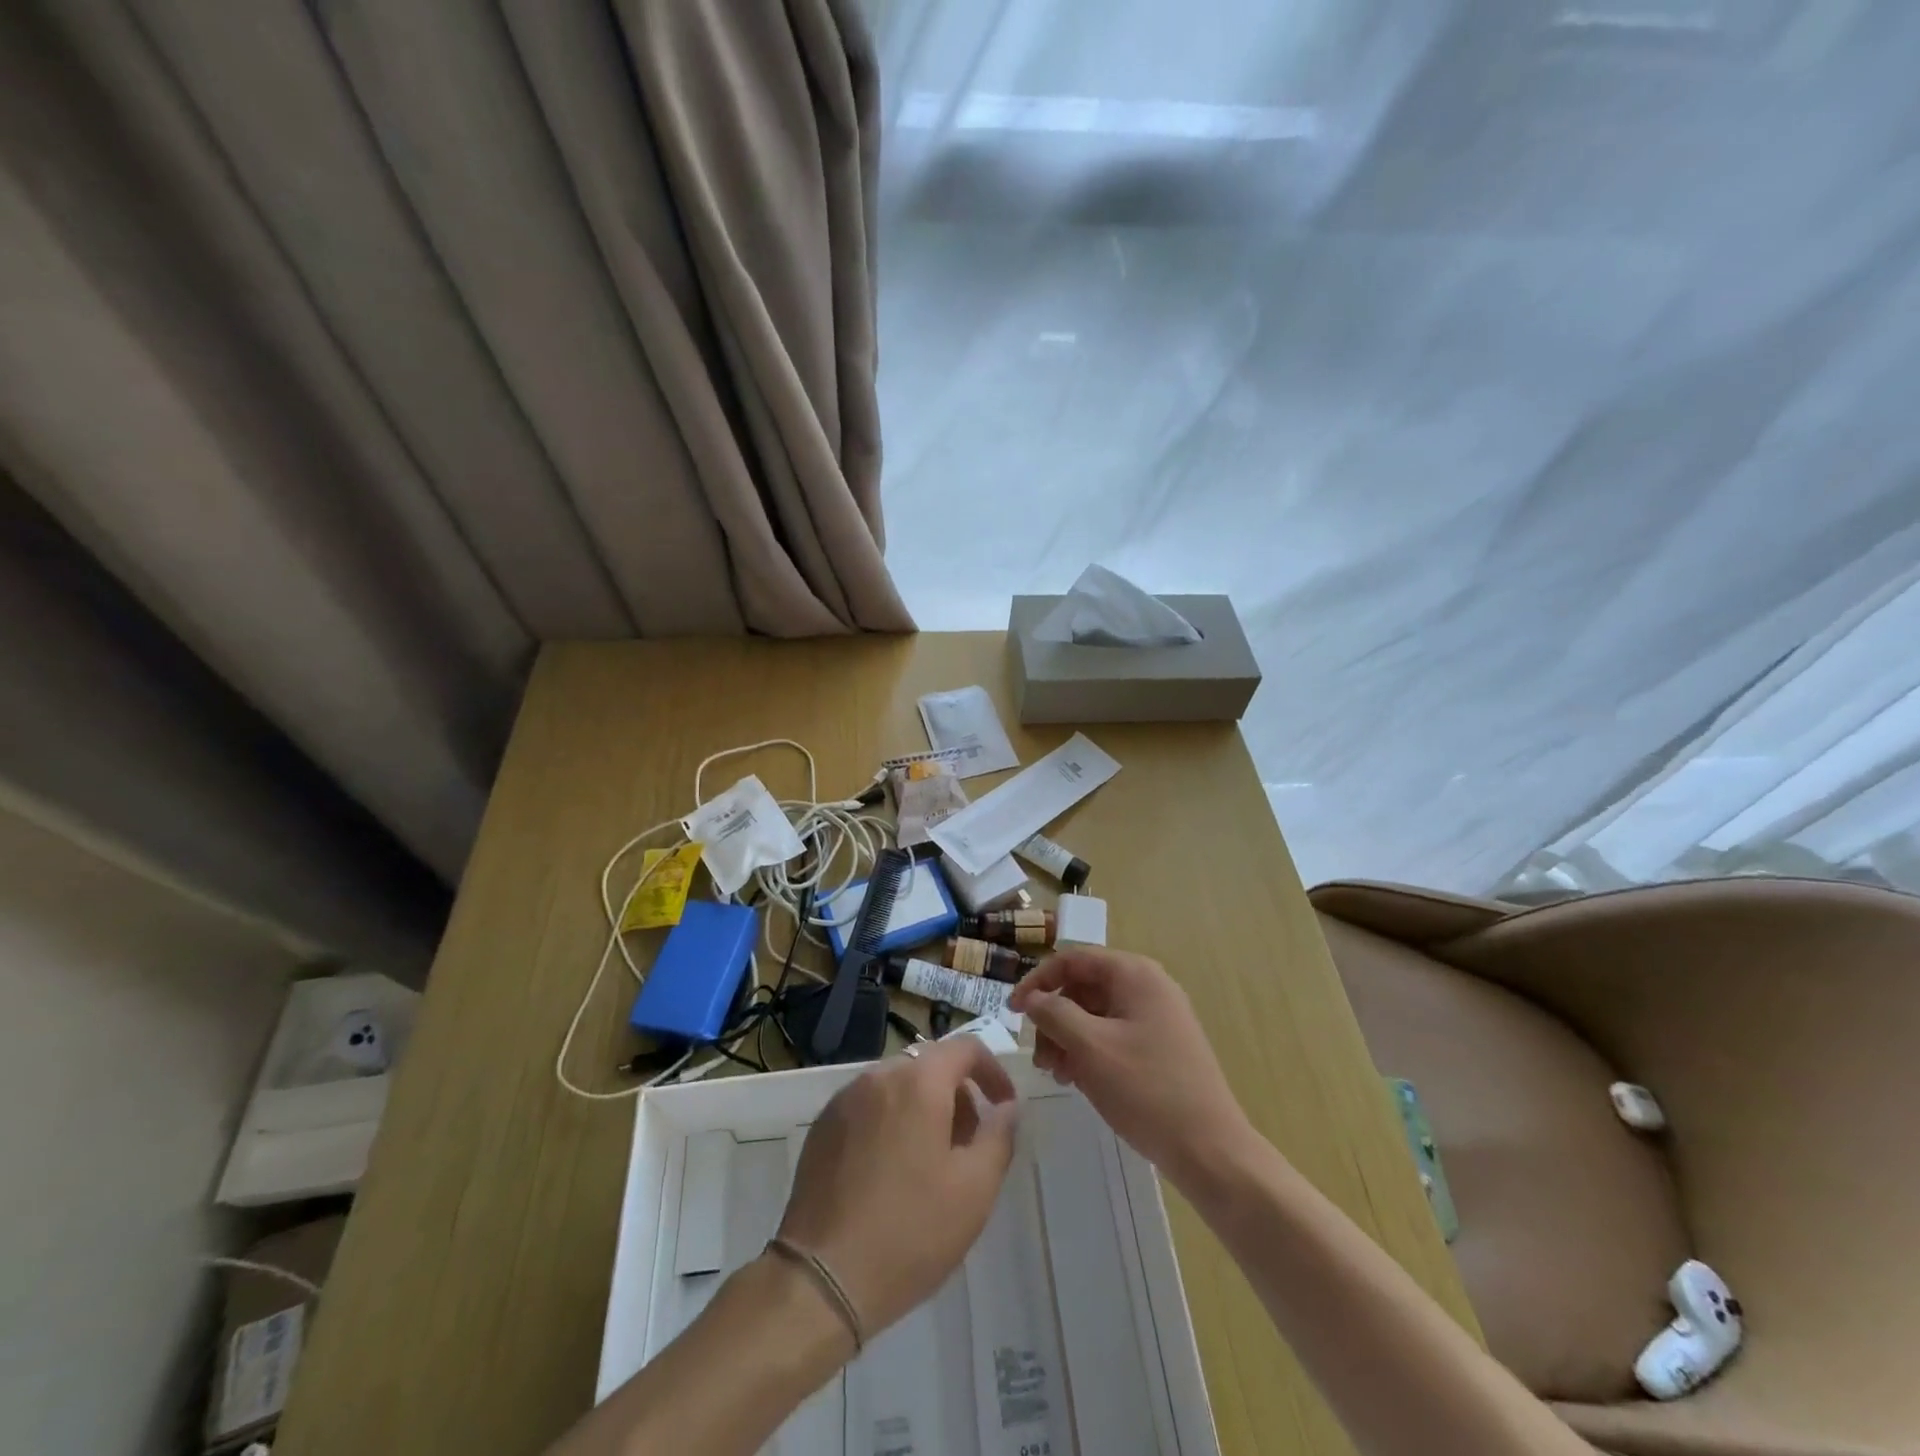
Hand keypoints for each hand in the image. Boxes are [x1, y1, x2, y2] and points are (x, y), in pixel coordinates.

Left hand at [778, 1039, 1016, 1337]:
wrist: (822, 1278)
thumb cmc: (910, 1231)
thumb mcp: (975, 1189)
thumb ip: (999, 1136)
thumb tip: (1006, 1106)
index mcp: (919, 1082)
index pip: (966, 1048)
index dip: (993, 1071)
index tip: (1004, 1107)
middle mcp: (879, 1076)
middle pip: (930, 1065)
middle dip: (958, 1095)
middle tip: (969, 1145)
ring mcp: (845, 1099)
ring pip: (898, 1085)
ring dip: (924, 1108)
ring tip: (931, 1163)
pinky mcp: (823, 1126)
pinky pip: (869, 1106)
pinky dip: (891, 1121)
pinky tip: (891, 1172)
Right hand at [1010, 948, 1255, 1189]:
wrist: (1210, 1149)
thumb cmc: (1147, 1090)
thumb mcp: (1090, 1048)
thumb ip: (1054, 1014)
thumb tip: (1032, 998)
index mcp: (1134, 974)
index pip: (1073, 960)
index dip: (1038, 981)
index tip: (1013, 1012)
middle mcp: (1148, 986)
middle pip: (1084, 987)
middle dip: (1054, 1017)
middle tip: (1038, 1055)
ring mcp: (1157, 1017)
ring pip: (1096, 1014)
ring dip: (1068, 1038)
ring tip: (1056, 1073)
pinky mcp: (1161, 1046)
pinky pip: (1114, 1035)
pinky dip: (1090, 1051)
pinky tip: (1077, 1080)